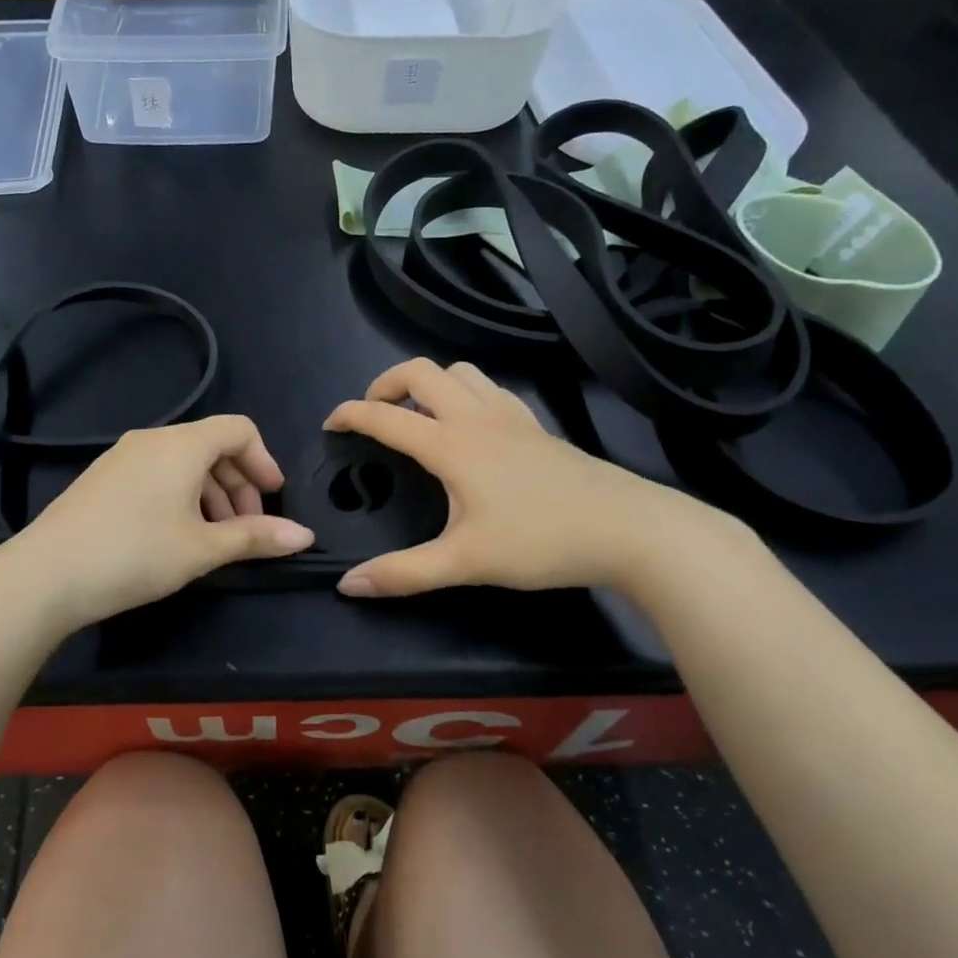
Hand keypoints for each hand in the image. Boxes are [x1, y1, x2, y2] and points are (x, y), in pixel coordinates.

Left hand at [8, 415, 314, 628]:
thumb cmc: (135, 554)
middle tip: (248, 528)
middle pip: (212, 446)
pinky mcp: (102, 478)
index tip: (274, 498)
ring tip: (215, 539)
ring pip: (183, 463)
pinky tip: (176, 536)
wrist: (45, 575)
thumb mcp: (203, 548)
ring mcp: (122, 457)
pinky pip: (156, 473)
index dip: (264, 460)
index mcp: (182, 444)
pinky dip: (181, 495)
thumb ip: (255, 537)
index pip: (239, 429)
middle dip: (239, 484)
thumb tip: (306, 536)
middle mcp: (152, 439)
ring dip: (211, 494)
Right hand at [325, 358, 727, 596]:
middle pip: (420, 372)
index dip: (350, 415)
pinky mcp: (535, 425)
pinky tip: (470, 426)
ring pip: (459, 372)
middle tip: (373, 413)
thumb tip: (348, 585)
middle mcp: (475, 417)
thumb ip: (403, 573)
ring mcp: (510, 415)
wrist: (627, 529)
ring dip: (428, 383)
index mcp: (450, 444)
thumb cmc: (540, 541)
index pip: (385, 417)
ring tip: (417, 414)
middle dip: (385, 383)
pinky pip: (489, 388)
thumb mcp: (465, 563)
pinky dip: (464, 392)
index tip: (330, 424)